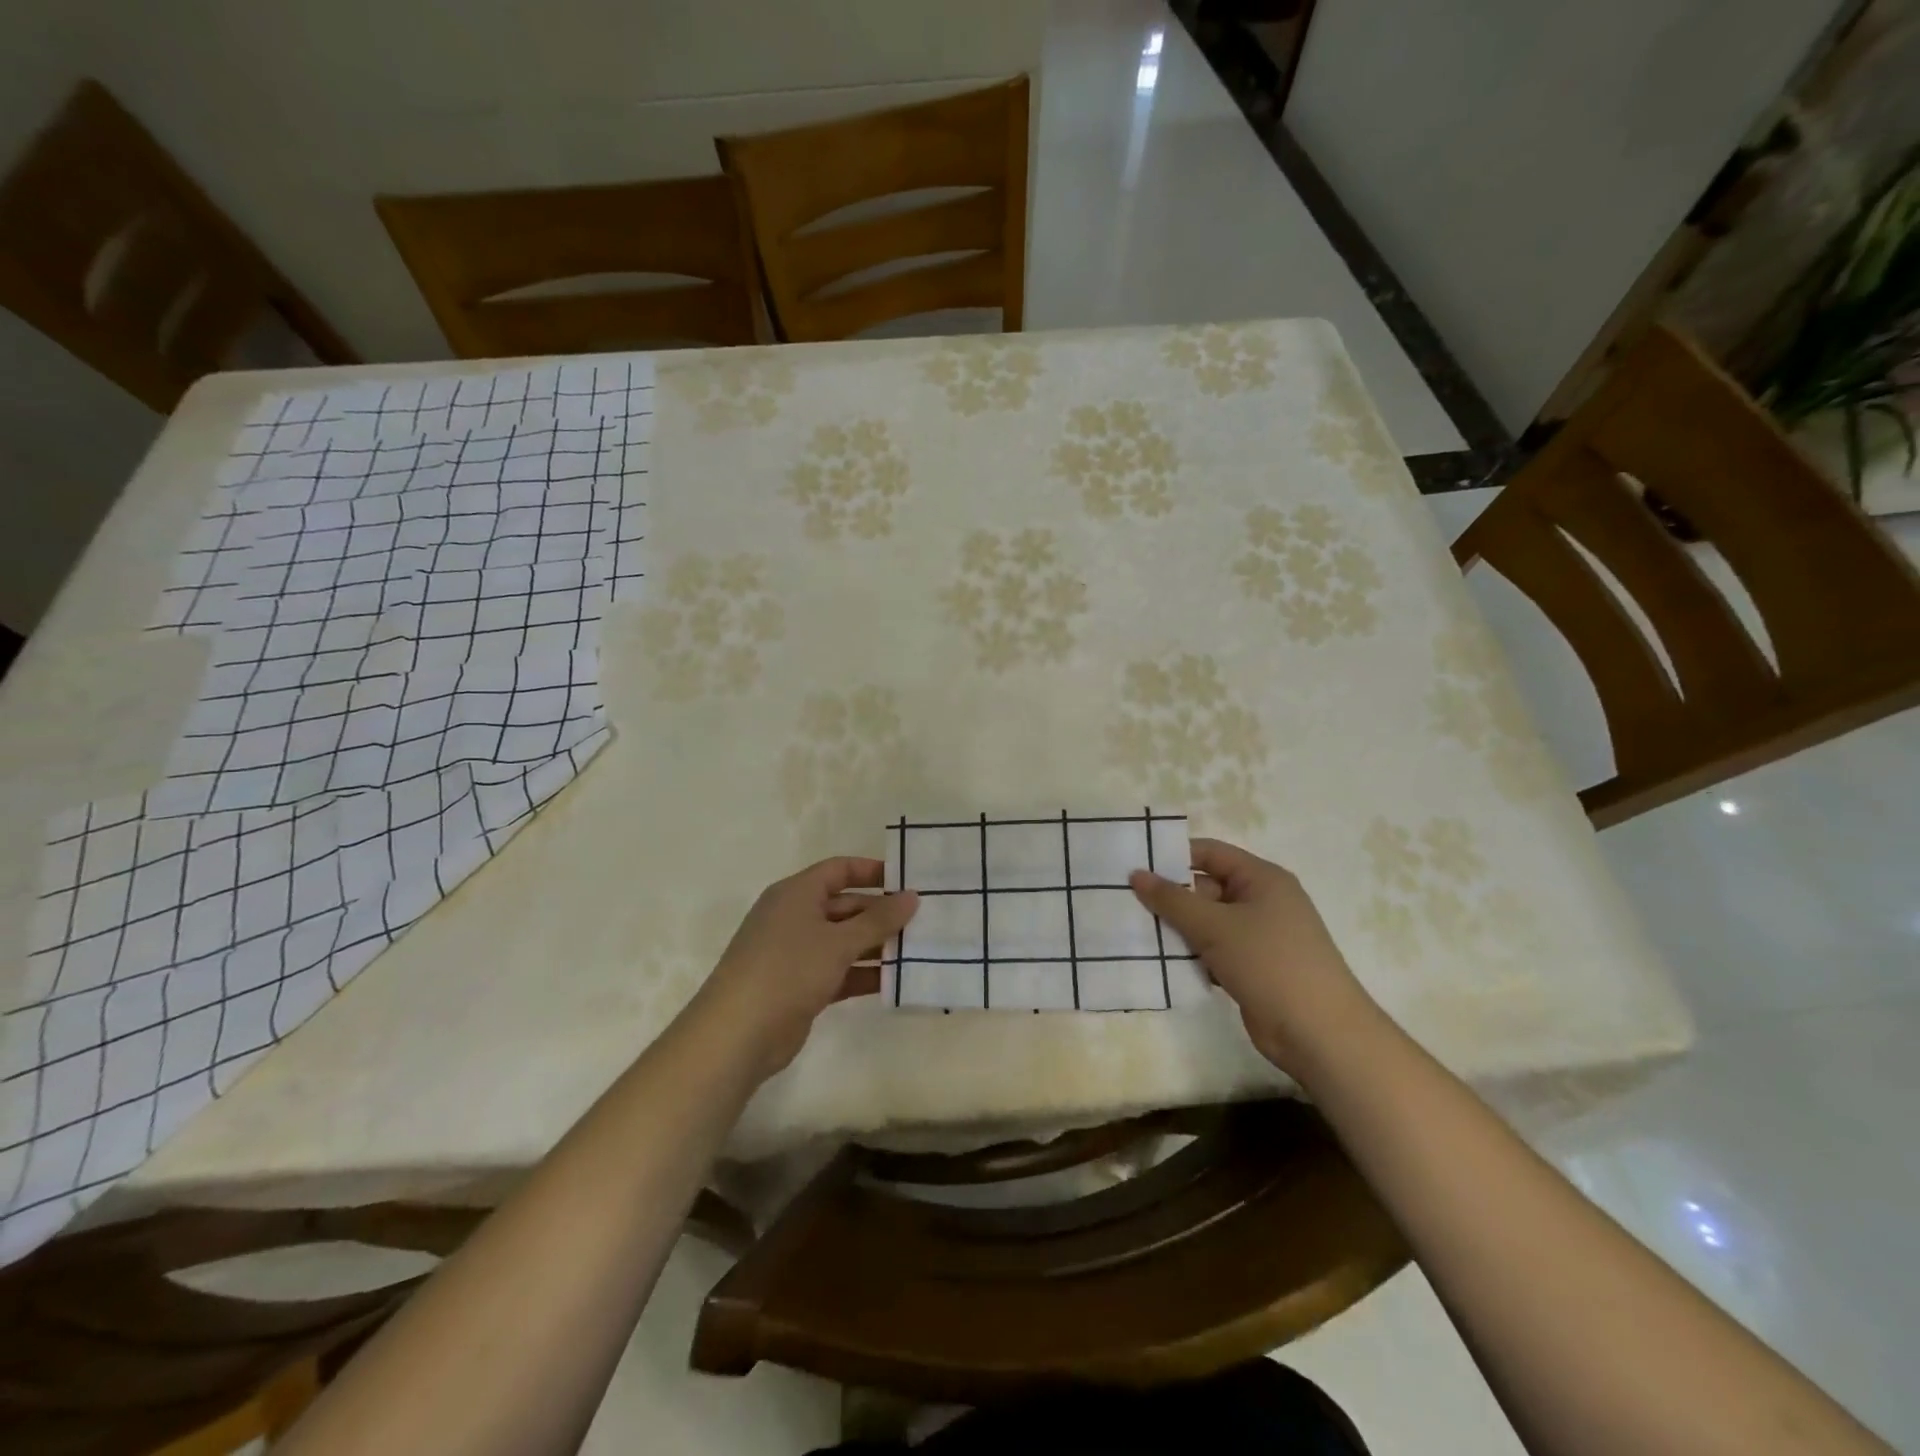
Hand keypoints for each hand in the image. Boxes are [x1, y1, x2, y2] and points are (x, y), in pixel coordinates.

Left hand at [697, 857, 918, 1080]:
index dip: (872, 871)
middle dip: (881, 914)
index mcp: (796, 893)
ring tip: (917, 951)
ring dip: (876, 946)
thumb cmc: (788, 970)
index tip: (908, 881)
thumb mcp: (838, 941)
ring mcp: (796, 953)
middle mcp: (794, 917)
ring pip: (844, 941)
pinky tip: (895, 982)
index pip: (839, 870)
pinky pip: (839, 970)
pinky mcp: (800, 986)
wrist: (737, 1034)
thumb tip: (912, 897)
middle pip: (845, 906)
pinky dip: (863, 974)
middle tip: (923, 922)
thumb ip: (878, 920)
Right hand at [1130, 839, 1374, 1075]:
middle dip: (1170, 897)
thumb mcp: (1215, 926)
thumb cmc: (1269, 963)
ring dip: (1177, 929)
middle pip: (1205, 888)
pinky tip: (1161, 963)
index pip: (1210, 853)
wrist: (1319, 1034)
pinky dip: (1191, 955)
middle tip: (1126, 904)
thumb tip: (1136, 874)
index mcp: (1262, 879)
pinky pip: (1213, 950)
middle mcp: (1262, 901)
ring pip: (1207, 922)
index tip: (1134, 866)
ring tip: (1135, 933)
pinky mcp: (1253, 968)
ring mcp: (1259, 937)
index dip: (1173, 856)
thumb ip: (1172, 899)